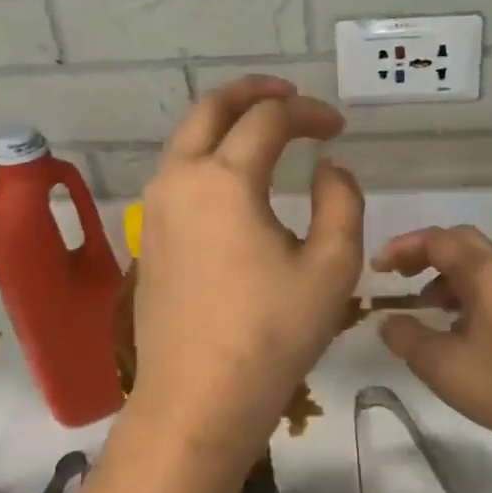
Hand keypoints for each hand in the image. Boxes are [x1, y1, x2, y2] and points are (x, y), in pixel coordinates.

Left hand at [131, 76, 363, 455]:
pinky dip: (207, 158)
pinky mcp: (149, 239)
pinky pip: (177, 176)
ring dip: (224, 124)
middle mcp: (180, 180)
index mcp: (225, 180)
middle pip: (210, 110)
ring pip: (186, 141)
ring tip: (261, 132)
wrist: (198, 399)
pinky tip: (234, 183)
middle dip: (252, 94)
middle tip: (288, 96)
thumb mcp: (331, 268)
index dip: (309, 113)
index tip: (338, 128)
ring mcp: (155, 210)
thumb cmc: (271, 335)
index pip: (269, 120)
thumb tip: (329, 169)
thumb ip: (341, 203)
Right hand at [373, 225, 491, 450]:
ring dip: (443, 276)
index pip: (438, 240)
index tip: (377, 269)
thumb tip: (389, 322)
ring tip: (420, 305)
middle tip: (399, 274)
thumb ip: (406, 337)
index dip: (402, 248)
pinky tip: (451, 328)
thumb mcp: (439, 363)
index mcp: (485, 273)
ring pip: (477, 266)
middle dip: (425, 252)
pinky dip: (462, 295)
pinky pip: (489, 289)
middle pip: (461, 243)